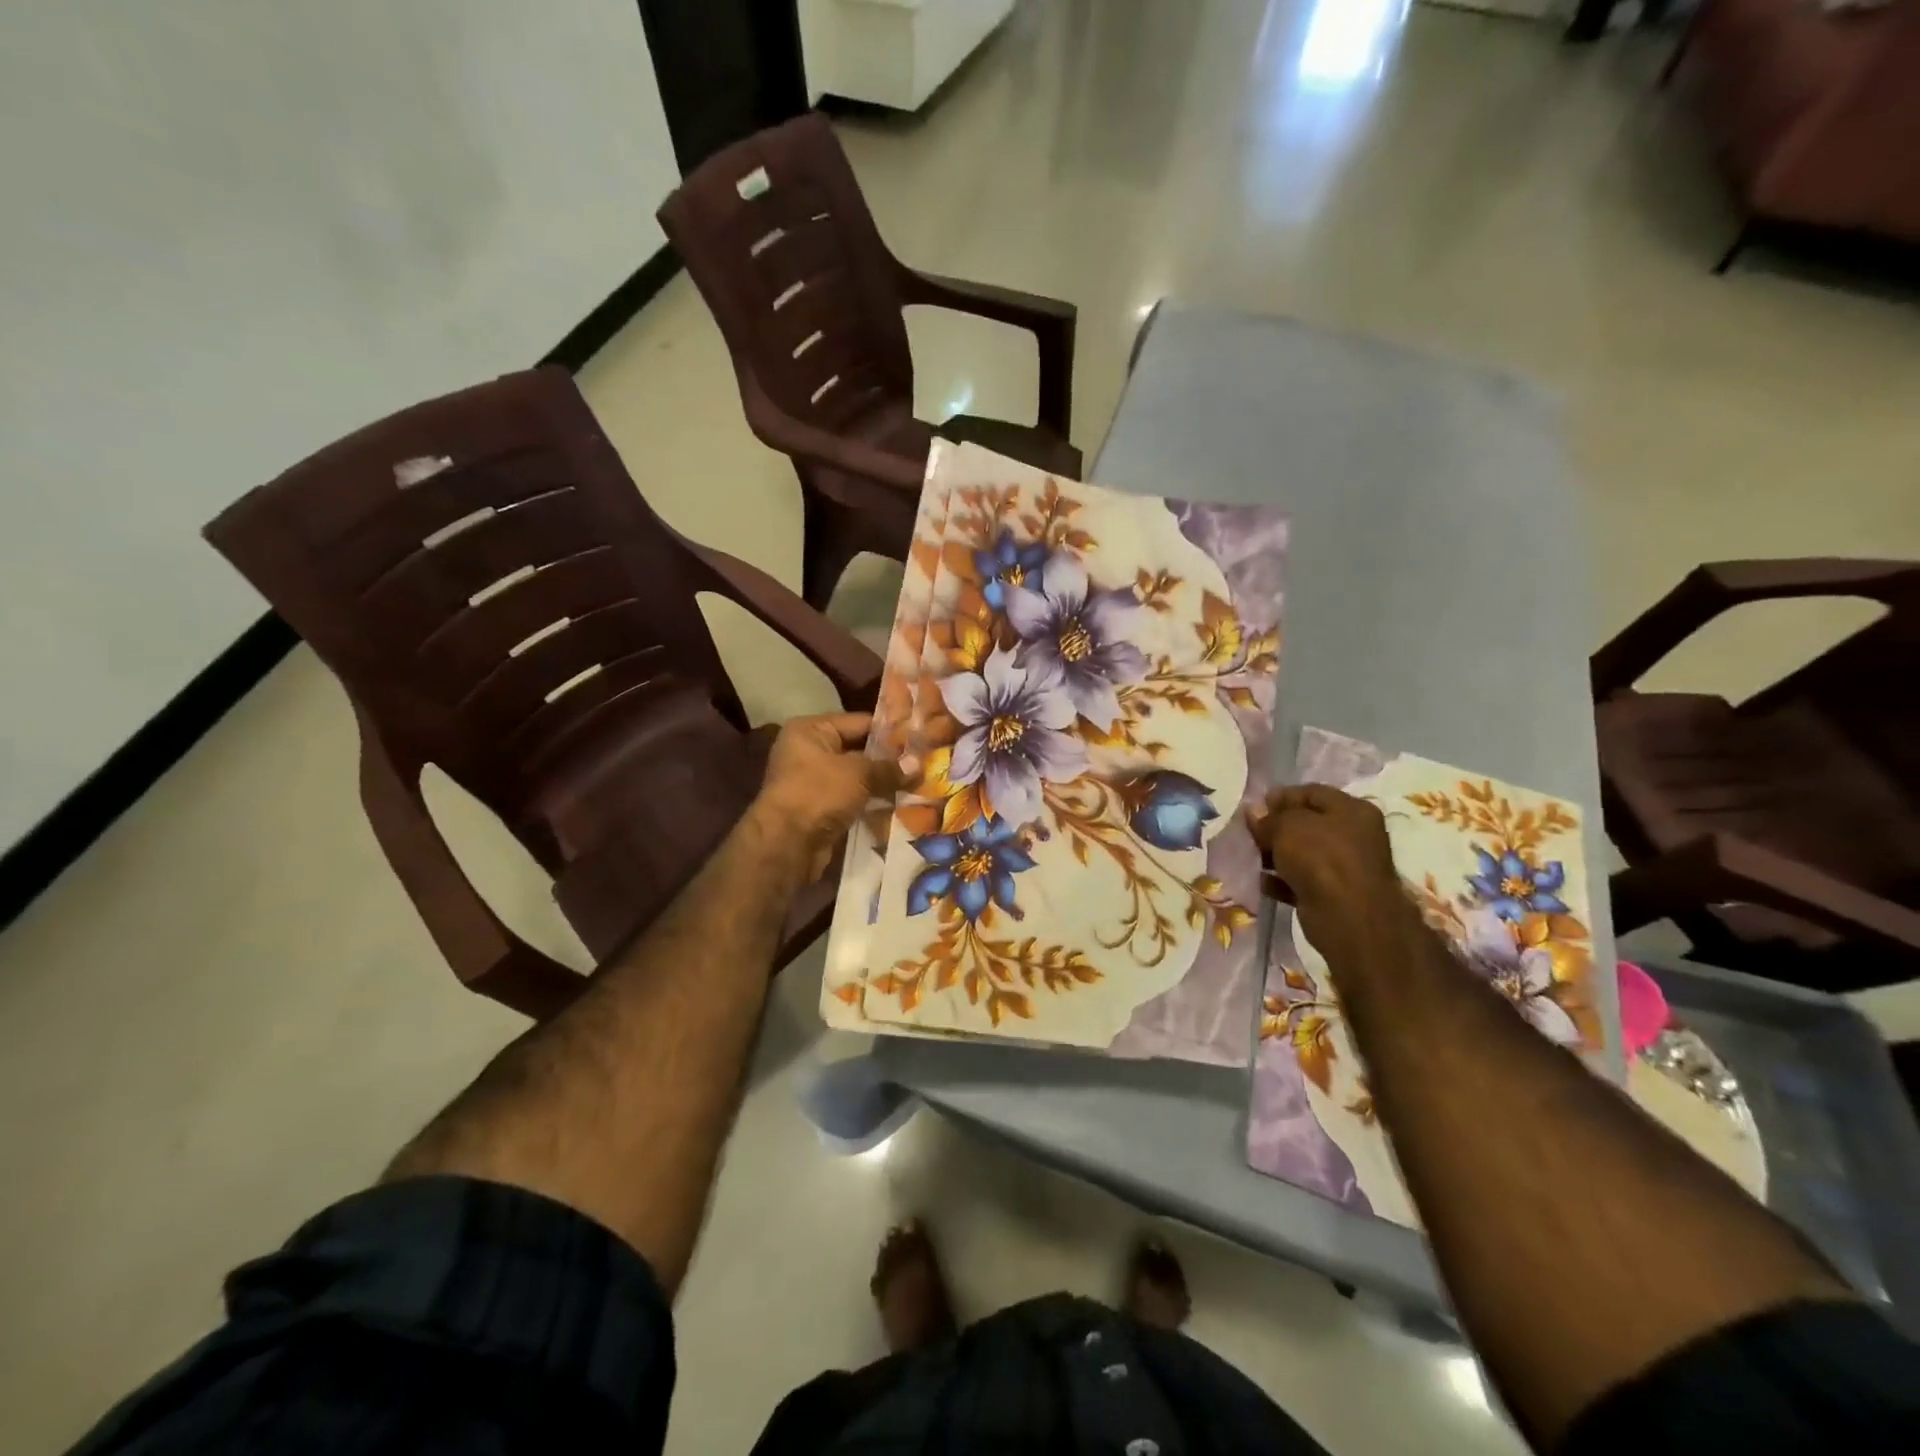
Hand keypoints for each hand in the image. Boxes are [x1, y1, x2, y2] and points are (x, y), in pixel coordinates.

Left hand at [754, 713, 904, 878]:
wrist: (787, 843)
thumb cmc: (819, 793)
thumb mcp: (858, 774)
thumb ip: (889, 767)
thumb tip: (918, 765)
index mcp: (811, 730)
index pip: (859, 722)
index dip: (890, 730)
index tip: (920, 737)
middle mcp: (808, 750)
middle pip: (857, 749)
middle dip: (888, 759)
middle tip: (923, 761)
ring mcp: (812, 781)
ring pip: (856, 776)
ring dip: (881, 782)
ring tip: (917, 782)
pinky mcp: (818, 807)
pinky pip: (851, 798)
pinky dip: (870, 800)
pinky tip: (898, 803)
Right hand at [1250, 785, 1403, 969]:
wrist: (1348, 917)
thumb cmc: (1322, 858)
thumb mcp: (1288, 827)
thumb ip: (1269, 818)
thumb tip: (1254, 813)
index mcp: (1352, 810)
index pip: (1312, 792)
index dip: (1282, 797)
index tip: (1255, 806)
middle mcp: (1355, 835)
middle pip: (1307, 823)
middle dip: (1276, 827)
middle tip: (1250, 833)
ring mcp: (1346, 866)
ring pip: (1303, 853)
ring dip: (1276, 854)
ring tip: (1252, 857)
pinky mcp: (1335, 894)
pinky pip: (1302, 880)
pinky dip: (1282, 880)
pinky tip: (1263, 881)